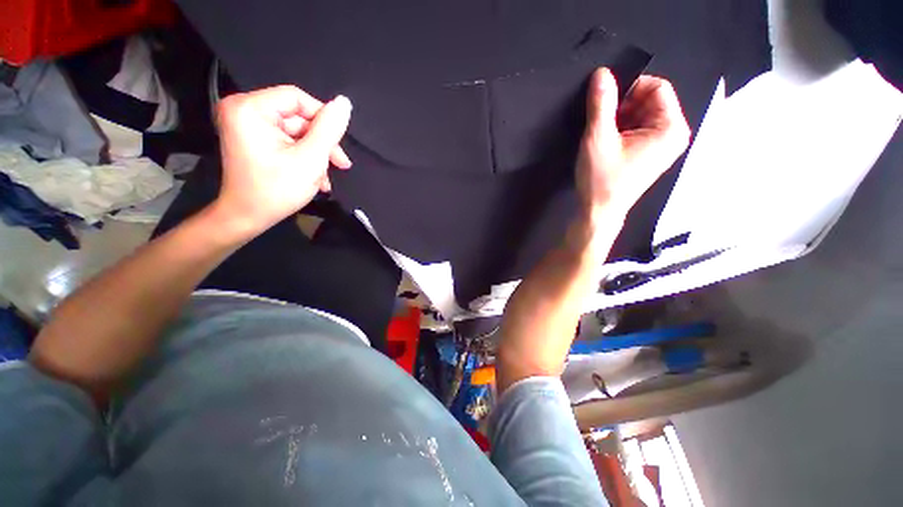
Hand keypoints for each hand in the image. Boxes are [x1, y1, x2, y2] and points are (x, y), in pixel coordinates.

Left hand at [212, 86, 352, 237]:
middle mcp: (244, 110)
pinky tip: (315, 176)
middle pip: (297, 117)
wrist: (247, 217)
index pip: (297, 98)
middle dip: (321, 143)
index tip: (338, 146)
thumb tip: (344, 103)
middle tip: (340, 165)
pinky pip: (286, 140)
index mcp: (251, 108)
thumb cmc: (277, 189)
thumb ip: (329, 130)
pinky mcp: (253, 139)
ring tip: (326, 178)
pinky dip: (303, 156)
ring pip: (296, 131)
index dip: (323, 119)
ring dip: (316, 154)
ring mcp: (247, 125)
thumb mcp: (311, 159)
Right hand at [576, 68, 689, 219]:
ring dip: (619, 119)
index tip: (606, 104)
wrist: (598, 212)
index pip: (657, 87)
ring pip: (641, 115)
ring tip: (603, 138)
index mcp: (671, 128)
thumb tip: (601, 73)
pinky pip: (638, 129)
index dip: (629, 88)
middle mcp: (673, 134)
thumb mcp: (598, 138)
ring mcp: (662, 146)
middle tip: (602, 125)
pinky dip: (621, 131)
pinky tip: (608, 145)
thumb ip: (601, 103)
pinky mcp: (650, 154)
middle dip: (623, 107)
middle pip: (650, 101)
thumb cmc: (601, 179)